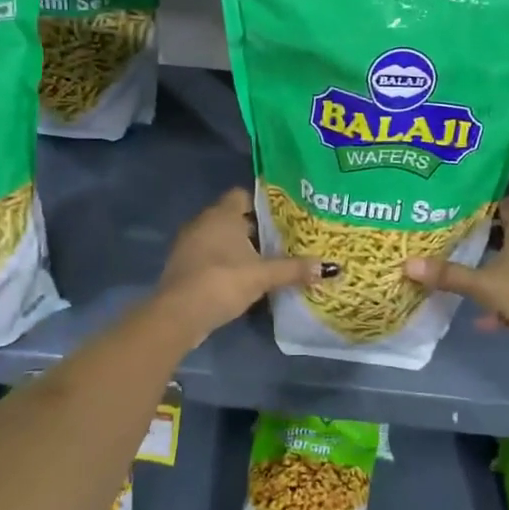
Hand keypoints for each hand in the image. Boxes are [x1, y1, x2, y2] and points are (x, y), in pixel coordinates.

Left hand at [155, 188, 327, 345]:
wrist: (178, 314)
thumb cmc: (222, 281)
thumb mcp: (263, 276)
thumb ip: (294, 269)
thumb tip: (330, 267)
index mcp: (222, 214)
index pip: (243, 195)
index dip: (262, 203)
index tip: (283, 217)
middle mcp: (203, 222)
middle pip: (233, 217)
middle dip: (254, 228)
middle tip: (281, 240)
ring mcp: (189, 244)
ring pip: (220, 238)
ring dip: (238, 248)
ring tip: (265, 261)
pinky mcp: (183, 266)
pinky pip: (209, 256)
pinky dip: (224, 263)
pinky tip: (241, 279)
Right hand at [406, 196, 508, 376]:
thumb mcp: (483, 284)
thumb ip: (448, 274)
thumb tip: (407, 263)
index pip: (508, 203)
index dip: (487, 200)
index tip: (460, 202)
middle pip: (507, 232)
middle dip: (481, 233)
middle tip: (450, 232)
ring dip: (489, 264)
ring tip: (458, 265)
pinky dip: (497, 298)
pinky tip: (478, 315)